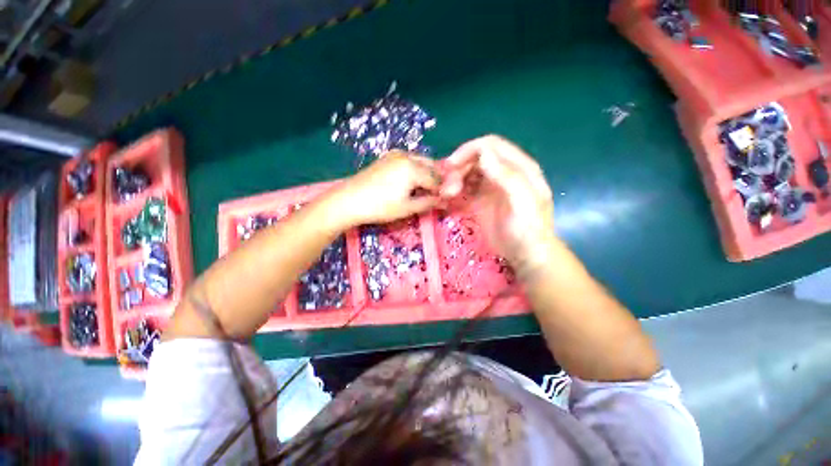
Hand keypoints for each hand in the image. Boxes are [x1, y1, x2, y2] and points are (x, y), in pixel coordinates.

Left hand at [335, 151, 441, 225]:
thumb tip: (444, 202)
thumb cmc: (380, 207)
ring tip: (422, 190)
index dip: (442, 191)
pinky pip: (409, 161)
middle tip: (433, 195)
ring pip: (420, 162)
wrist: (349, 200)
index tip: (443, 201)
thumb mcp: (407, 208)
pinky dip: (415, 170)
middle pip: (431, 166)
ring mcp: (396, 154)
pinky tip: (410, 182)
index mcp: (414, 168)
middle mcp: (407, 156)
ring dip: (426, 174)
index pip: (436, 179)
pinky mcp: (387, 157)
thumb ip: (429, 202)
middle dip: (435, 180)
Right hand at [441, 135, 555, 273]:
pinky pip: (464, 188)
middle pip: (475, 159)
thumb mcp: (522, 203)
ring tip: (445, 196)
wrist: (526, 255)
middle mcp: (503, 173)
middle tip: (446, 190)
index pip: (490, 145)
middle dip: (458, 169)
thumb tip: (483, 154)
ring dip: (454, 181)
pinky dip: (454, 191)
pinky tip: (448, 200)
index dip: (469, 151)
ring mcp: (491, 187)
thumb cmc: (527, 231)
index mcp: (519, 167)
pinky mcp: (481, 200)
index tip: (451, 166)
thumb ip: (507, 176)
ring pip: (467, 173)